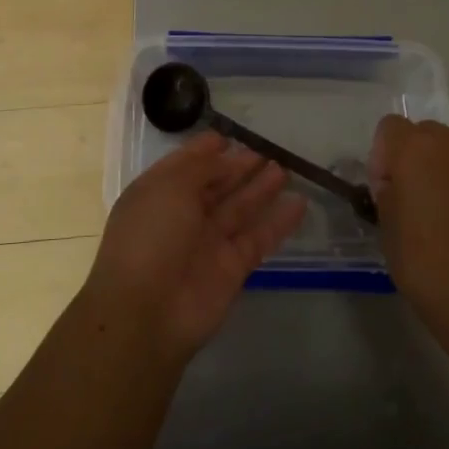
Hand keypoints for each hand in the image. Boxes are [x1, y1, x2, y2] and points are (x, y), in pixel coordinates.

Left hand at [86, 133, 305, 359]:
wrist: (147, 312)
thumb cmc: (151, 236)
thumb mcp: (170, 186)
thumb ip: (201, 167)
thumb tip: (224, 155)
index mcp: (158, 193)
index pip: (185, 165)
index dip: (206, 150)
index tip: (231, 136)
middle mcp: (181, 215)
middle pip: (216, 185)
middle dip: (239, 166)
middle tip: (269, 150)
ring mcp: (207, 243)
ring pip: (239, 209)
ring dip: (261, 188)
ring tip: (286, 168)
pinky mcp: (232, 267)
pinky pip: (258, 238)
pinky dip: (279, 221)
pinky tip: (300, 203)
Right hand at [370, 117, 448, 354]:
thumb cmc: (427, 266)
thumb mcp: (387, 229)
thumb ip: (389, 193)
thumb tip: (397, 186)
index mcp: (417, 149)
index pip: (389, 127)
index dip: (382, 157)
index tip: (387, 191)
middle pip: (428, 134)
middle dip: (418, 159)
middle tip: (417, 202)